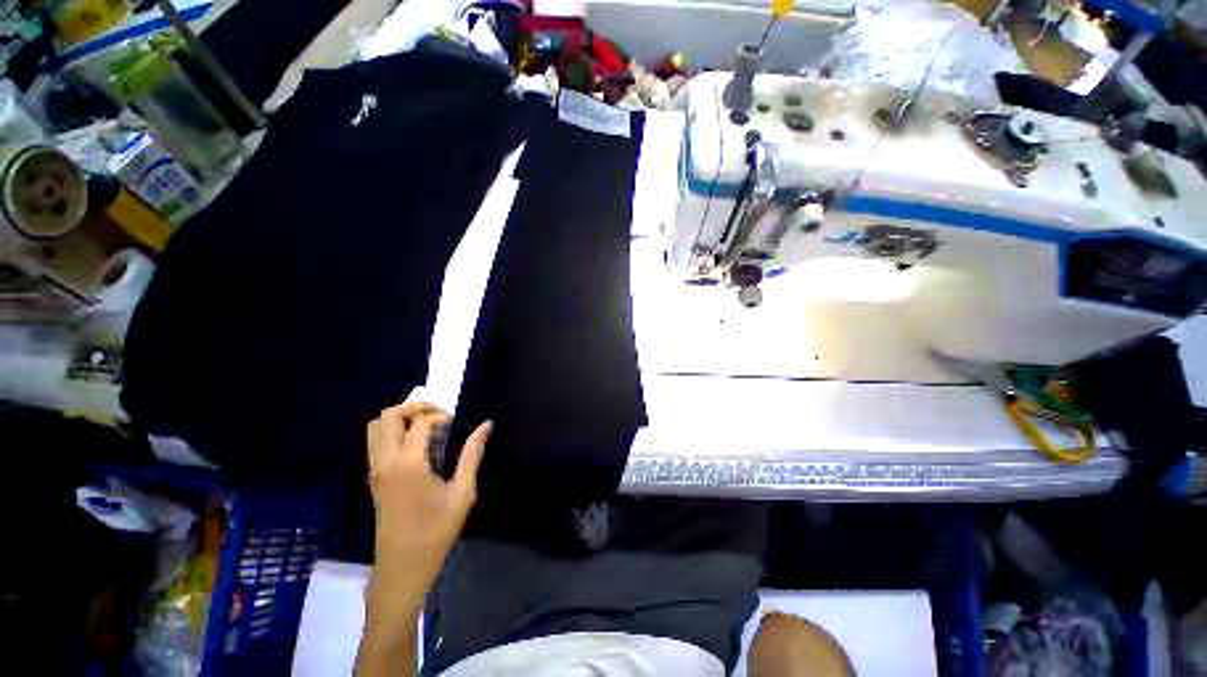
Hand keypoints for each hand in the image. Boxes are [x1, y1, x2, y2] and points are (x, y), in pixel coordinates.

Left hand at [364, 395, 491, 616]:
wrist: (401, 568)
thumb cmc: (436, 532)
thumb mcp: (462, 493)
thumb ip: (473, 454)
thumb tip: (486, 425)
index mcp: (408, 464)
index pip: (419, 422)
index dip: (439, 415)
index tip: (454, 423)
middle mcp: (385, 462)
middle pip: (389, 416)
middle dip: (414, 407)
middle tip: (438, 415)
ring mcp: (375, 470)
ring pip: (376, 427)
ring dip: (401, 418)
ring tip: (426, 426)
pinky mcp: (373, 478)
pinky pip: (376, 442)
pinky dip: (393, 431)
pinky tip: (416, 444)